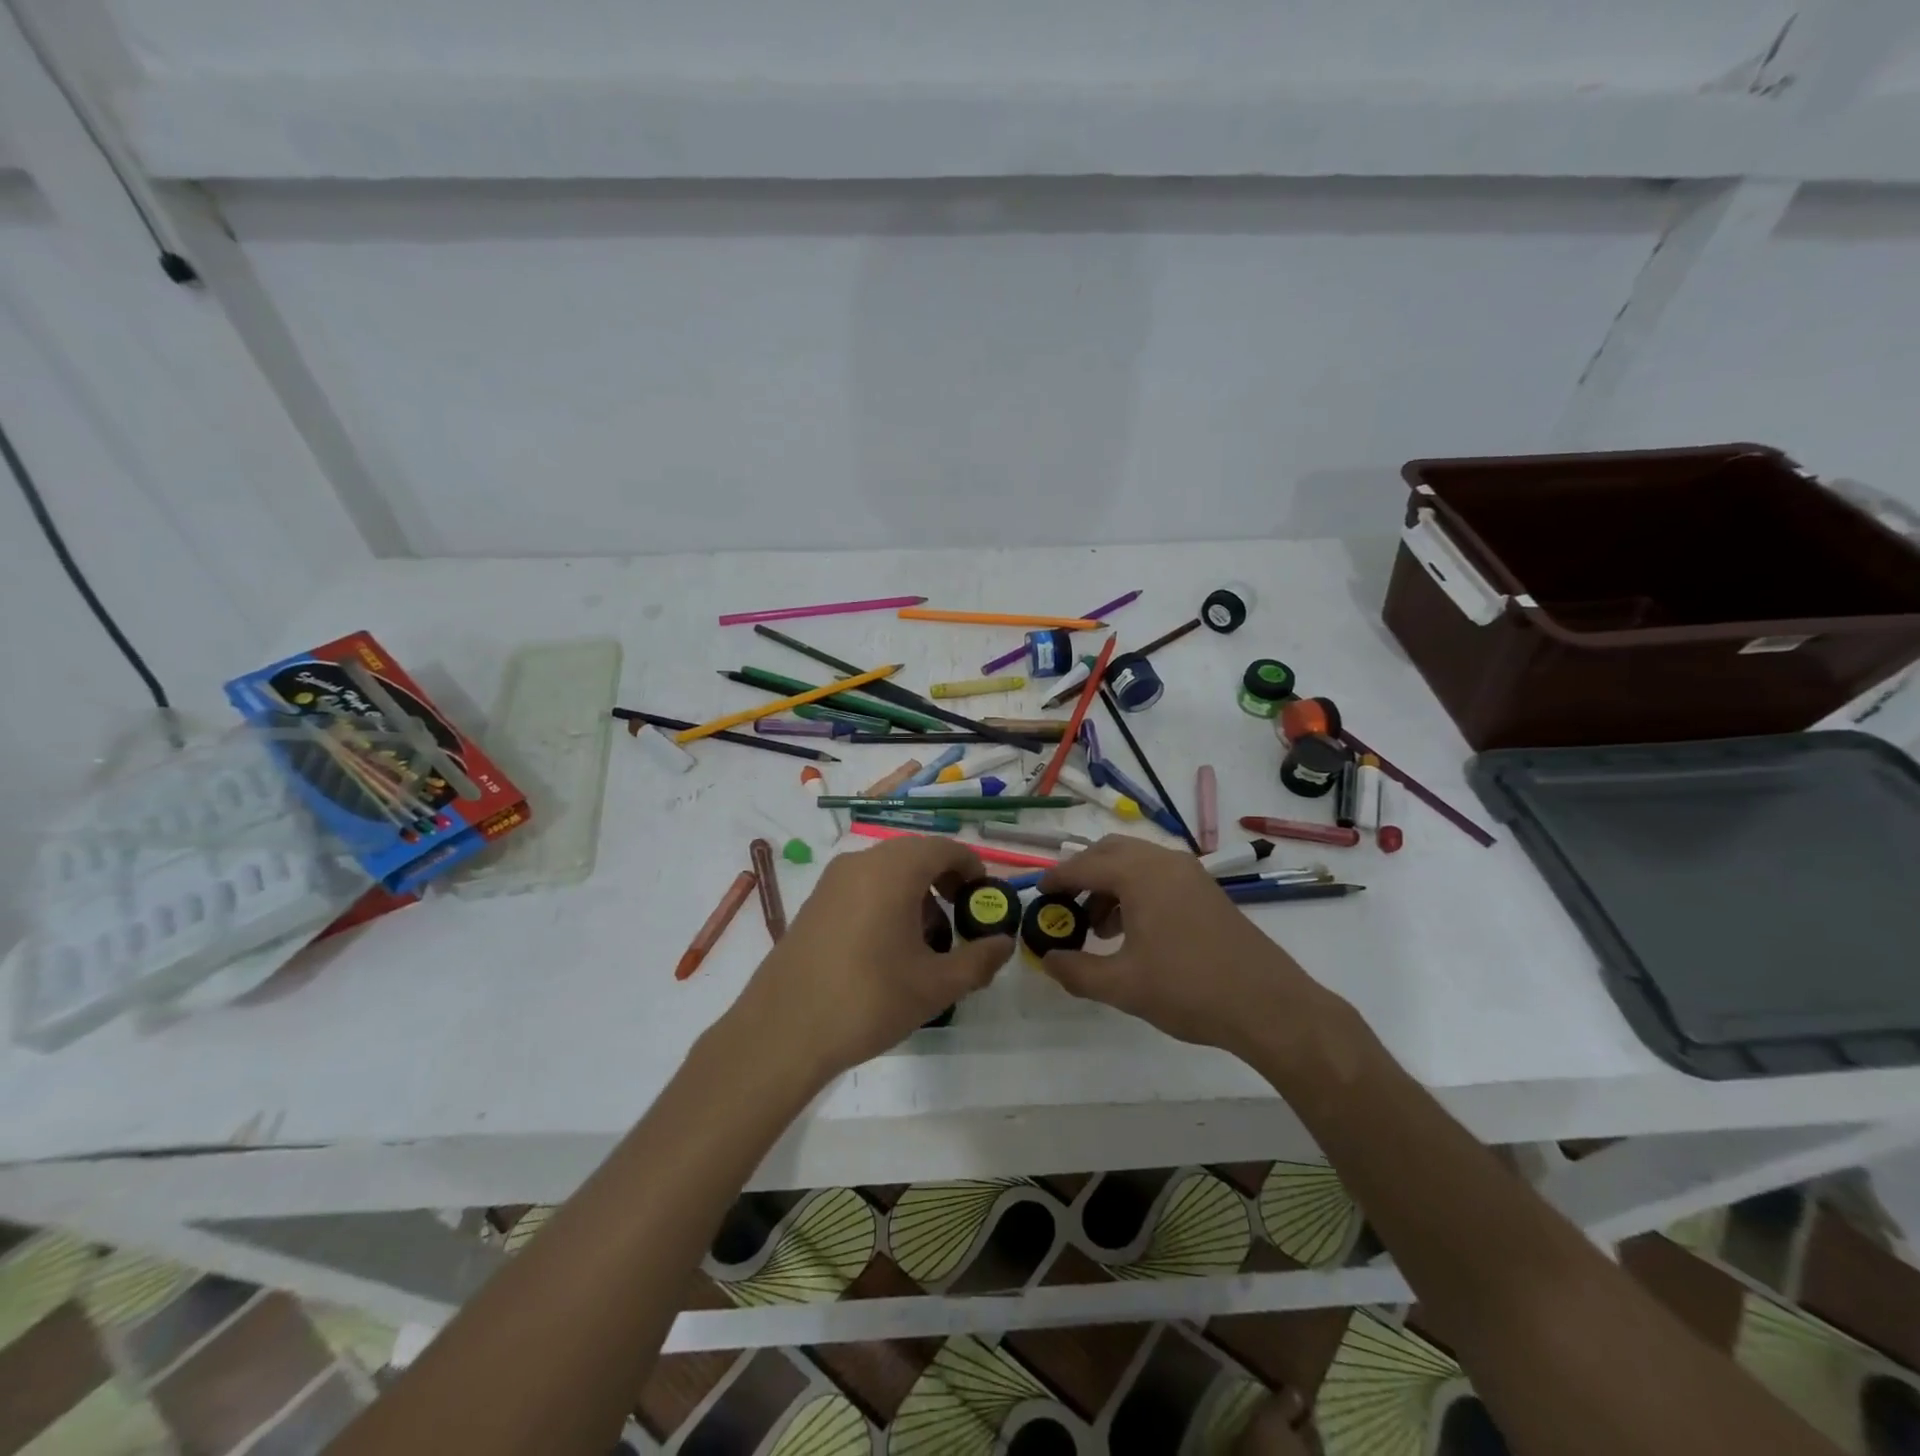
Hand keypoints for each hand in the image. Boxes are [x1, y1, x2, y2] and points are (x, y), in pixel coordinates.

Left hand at [726, 836, 1014, 1084]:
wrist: (782, 1031)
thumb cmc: (868, 1000)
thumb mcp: (936, 986)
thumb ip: (979, 959)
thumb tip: (1004, 943)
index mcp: (894, 869)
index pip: (945, 848)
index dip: (973, 868)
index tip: (986, 900)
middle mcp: (862, 862)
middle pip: (916, 856)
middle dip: (945, 883)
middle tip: (962, 922)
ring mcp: (833, 881)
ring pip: (888, 872)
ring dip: (916, 895)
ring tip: (927, 944)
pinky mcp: (814, 902)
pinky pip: (863, 887)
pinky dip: (886, 902)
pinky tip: (888, 950)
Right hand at [1036, 835, 1326, 1059]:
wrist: (1269, 1005)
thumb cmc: (1189, 989)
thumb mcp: (1122, 986)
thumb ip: (1076, 971)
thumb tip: (1047, 960)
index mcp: (1140, 875)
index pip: (1084, 865)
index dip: (1056, 879)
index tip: (1036, 894)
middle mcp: (1164, 862)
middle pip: (1110, 852)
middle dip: (1083, 875)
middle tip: (1064, 907)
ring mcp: (1190, 873)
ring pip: (1135, 863)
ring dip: (1109, 885)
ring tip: (1097, 928)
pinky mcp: (1206, 890)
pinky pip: (1157, 876)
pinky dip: (1134, 891)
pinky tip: (1132, 932)